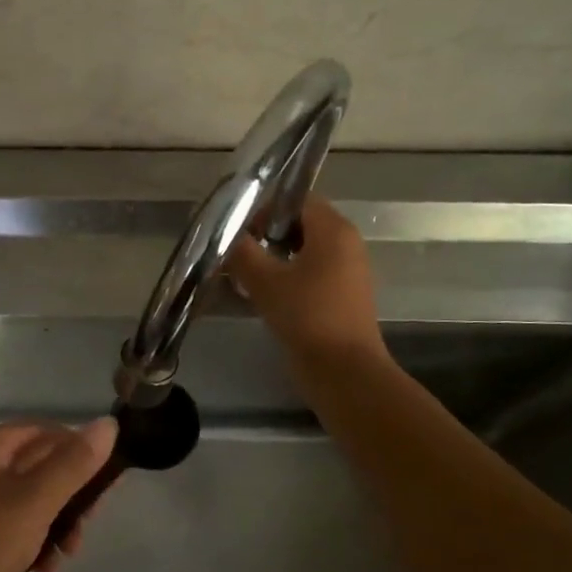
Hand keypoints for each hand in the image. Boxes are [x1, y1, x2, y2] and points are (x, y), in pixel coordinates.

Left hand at [0, 418, 117, 571]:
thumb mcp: (35, 500)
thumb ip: (74, 463)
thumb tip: (108, 423)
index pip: (47, 431)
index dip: (79, 453)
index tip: (103, 488)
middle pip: (41, 466)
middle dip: (70, 495)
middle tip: (87, 524)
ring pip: (32, 500)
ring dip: (57, 523)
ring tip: (67, 553)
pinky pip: (16, 527)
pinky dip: (35, 543)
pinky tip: (44, 569)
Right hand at [226, 197, 382, 362]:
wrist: (344, 372)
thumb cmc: (307, 316)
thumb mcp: (265, 281)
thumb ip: (242, 252)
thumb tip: (224, 235)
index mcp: (334, 230)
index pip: (297, 199)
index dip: (265, 209)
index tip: (238, 229)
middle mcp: (346, 244)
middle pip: (299, 224)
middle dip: (265, 235)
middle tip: (236, 253)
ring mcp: (347, 272)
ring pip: (303, 251)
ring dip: (273, 259)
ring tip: (243, 276)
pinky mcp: (342, 296)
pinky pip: (310, 274)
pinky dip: (287, 278)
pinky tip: (261, 296)